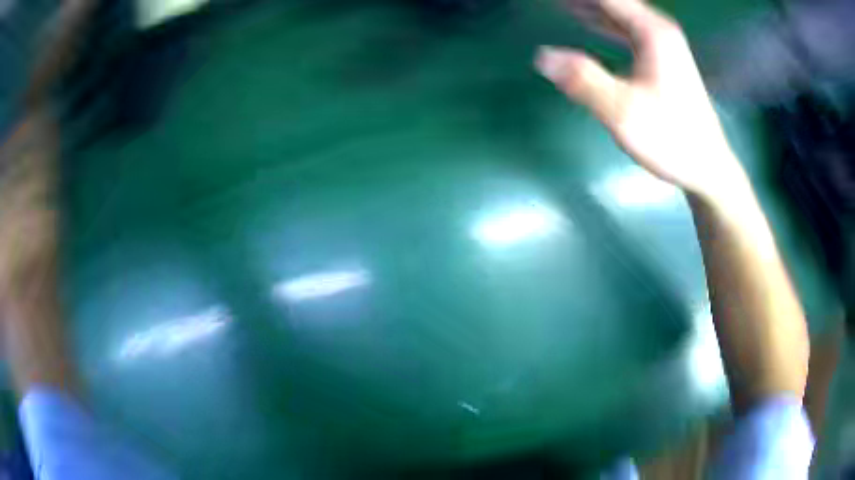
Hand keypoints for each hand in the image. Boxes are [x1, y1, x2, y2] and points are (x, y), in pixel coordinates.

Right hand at [536, 0, 742, 200]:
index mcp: (651, 32)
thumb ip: (584, 81)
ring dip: (589, 7)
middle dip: (582, 2)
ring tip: (561, 5)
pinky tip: (588, 25)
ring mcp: (662, 44)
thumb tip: (542, 56)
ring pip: (619, 13)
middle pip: (613, 2)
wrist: (707, 167)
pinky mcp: (662, 58)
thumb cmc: (671, 139)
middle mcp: (657, 30)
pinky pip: (625, 28)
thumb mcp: (624, 112)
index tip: (551, 0)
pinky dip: (603, 22)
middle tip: (551, 3)